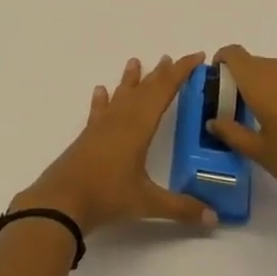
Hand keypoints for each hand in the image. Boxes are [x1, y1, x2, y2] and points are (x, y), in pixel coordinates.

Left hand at [13, 54, 217, 234]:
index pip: (164, 91)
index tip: (196, 57)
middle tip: (171, 58)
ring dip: (131, 79)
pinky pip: (98, 110)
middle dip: (161, 73)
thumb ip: (182, 208)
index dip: (181, 72)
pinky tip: (100, 91)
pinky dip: (102, 99)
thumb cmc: (107, 196)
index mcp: (139, 126)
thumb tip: (215, 219)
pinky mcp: (88, 136)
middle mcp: (121, 119)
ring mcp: (102, 126)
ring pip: (121, 95)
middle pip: (144, 89)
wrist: (62, 201)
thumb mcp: (148, 203)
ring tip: (135, 62)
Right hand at [206, 45, 276, 224]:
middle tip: (233, 108)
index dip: (221, 62)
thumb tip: (213, 121)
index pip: (234, 54)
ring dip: (261, 85)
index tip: (216, 85)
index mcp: (261, 82)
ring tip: (259, 117)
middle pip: (253, 62)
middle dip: (239, 78)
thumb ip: (232, 132)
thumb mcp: (260, 152)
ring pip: (274, 71)